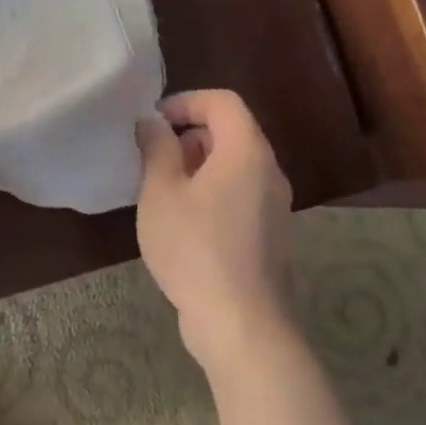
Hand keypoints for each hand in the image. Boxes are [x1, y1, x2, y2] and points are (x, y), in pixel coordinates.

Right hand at [135, 90, 298, 369]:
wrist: (241, 323)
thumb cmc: (195, 248)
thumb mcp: (161, 193)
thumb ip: (157, 149)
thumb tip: (153, 123)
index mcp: (246, 152)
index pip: (223, 102)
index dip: (185, 102)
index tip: (152, 123)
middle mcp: (268, 172)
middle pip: (231, 132)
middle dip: (188, 135)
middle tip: (151, 159)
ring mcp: (274, 205)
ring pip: (234, 165)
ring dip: (197, 166)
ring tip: (161, 192)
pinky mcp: (269, 235)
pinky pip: (239, 194)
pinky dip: (211, 191)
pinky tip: (182, 223)